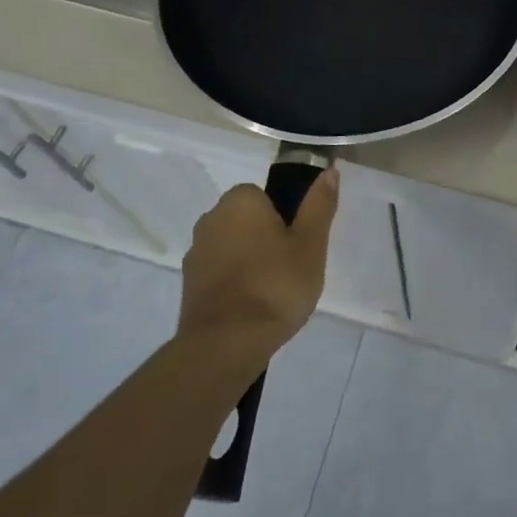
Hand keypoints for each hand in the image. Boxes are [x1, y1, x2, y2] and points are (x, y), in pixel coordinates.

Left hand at [178, 169, 337, 374]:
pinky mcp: (188, 286)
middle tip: (291, 268)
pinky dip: (234, 284)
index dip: (286, 218)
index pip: (266, 196)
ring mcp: (195, 254)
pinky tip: (252, 309)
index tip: (299, 244)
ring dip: (249, 262)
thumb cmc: (275, 285)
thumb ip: (319, 205)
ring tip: (273, 294)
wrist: (225, 345)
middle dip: (266, 239)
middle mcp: (211, 218)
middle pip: (248, 221)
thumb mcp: (311, 244)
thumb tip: (328, 171)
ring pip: (233, 248)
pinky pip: (220, 274)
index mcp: (240, 200)